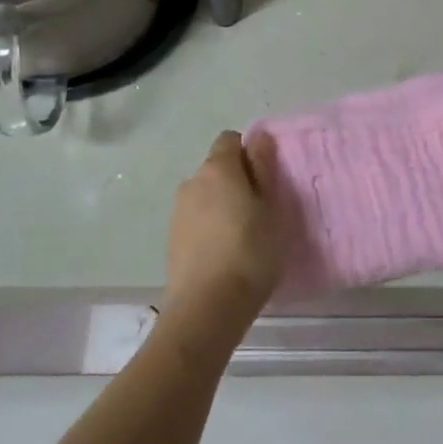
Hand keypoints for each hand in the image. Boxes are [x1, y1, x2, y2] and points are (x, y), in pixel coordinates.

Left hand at [163, 130, 284, 339]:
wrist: (206, 308)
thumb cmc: (250, 252)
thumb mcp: (270, 208)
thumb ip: (263, 168)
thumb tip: (258, 136)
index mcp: (218, 168)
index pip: (230, 140)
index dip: (249, 153)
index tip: (266, 178)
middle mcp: (192, 182)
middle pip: (217, 168)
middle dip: (237, 180)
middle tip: (261, 209)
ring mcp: (178, 211)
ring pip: (205, 195)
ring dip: (222, 205)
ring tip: (243, 235)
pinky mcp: (172, 239)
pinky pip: (196, 220)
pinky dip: (209, 227)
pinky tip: (224, 253)